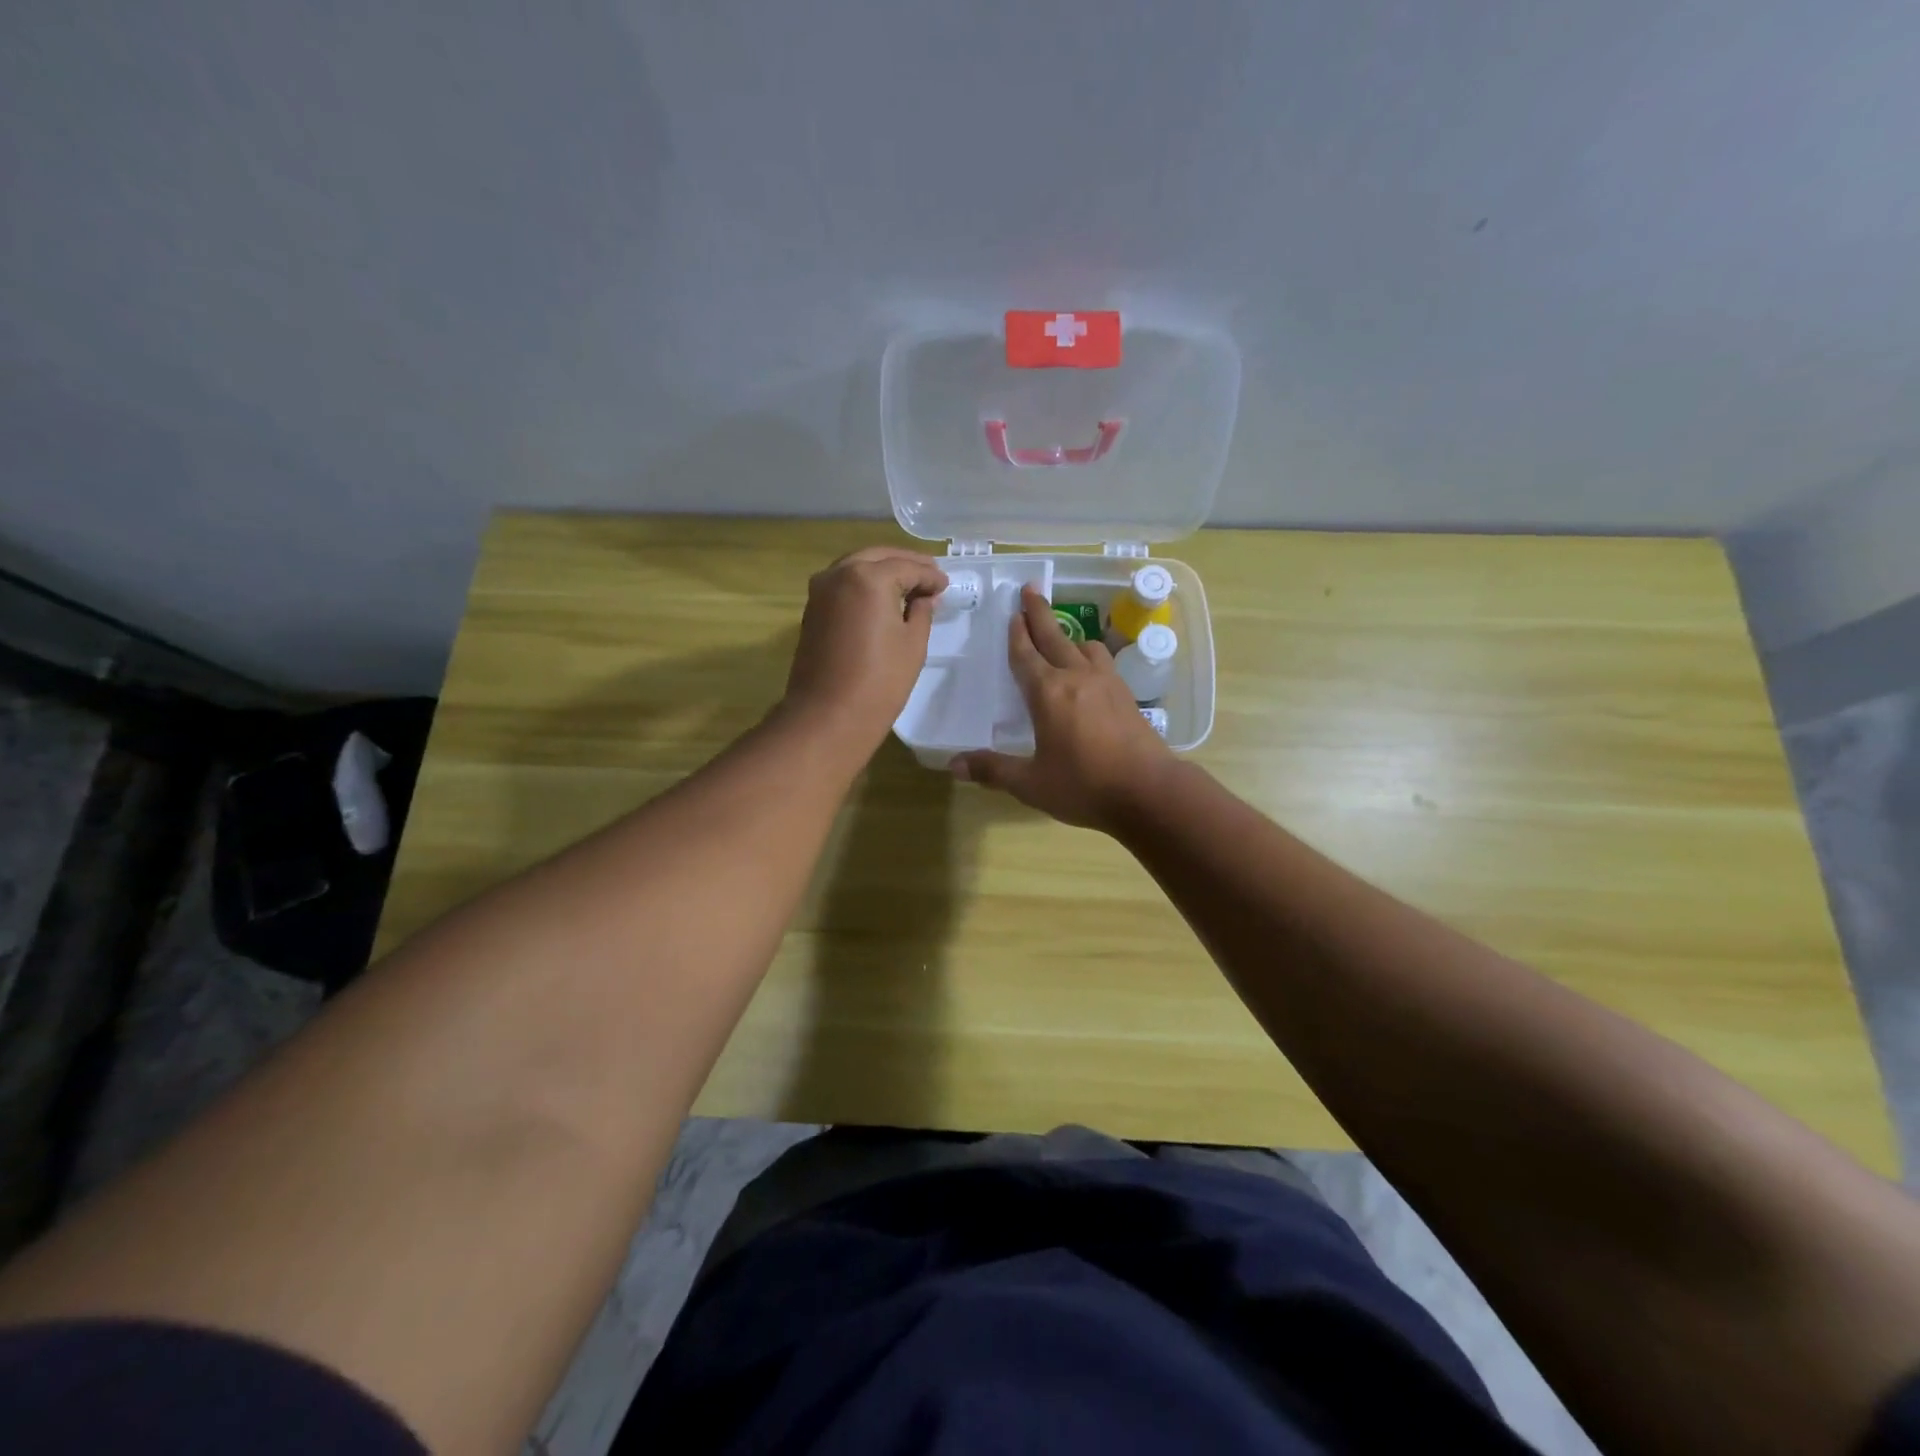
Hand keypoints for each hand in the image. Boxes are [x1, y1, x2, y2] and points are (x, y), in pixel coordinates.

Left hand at [782, 547, 947, 759]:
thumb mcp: (913, 644)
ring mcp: (820, 591)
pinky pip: (843, 584)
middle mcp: (839, 573)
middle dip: (905, 564)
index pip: (906, 567)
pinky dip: (864, 584)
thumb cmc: (879, 682)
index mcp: (868, 577)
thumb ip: (921, 611)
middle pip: (878, 557)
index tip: (946, 585)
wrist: (828, 716)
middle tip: (930, 576)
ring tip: (909, 586)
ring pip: (857, 567)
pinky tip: (882, 599)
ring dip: (883, 571)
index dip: (930, 576)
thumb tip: (924, 597)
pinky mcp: (812, 610)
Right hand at [953, 587, 1173, 830]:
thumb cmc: (1084, 786)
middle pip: (1055, 638)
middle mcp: (1077, 677)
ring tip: (1062, 638)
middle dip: (1040, 614)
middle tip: (1031, 590)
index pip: (1026, 655)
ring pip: (1085, 647)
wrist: (1149, 792)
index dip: (1017, 634)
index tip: (1013, 613)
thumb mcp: (1031, 783)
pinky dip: (1090, 656)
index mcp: (1048, 693)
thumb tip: (953, 764)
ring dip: (1069, 637)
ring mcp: (1107, 683)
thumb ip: (993, 770)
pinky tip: (1091, 670)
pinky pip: (1104, 663)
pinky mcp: (1127, 696)